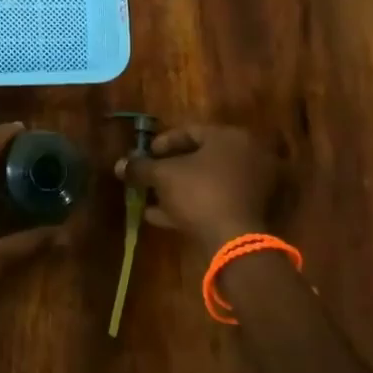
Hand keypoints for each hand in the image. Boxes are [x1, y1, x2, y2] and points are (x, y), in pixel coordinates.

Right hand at [114, 123, 277, 258]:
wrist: (234, 241)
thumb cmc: (199, 193)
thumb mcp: (163, 176)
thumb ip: (140, 167)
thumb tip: (119, 165)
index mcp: (229, 137)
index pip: (190, 131)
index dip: (162, 142)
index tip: (145, 154)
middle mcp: (246, 156)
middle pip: (200, 157)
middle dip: (170, 168)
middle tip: (149, 176)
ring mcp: (252, 185)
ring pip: (207, 182)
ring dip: (179, 190)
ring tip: (151, 200)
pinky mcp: (251, 212)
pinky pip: (216, 201)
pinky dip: (193, 205)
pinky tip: (163, 217)